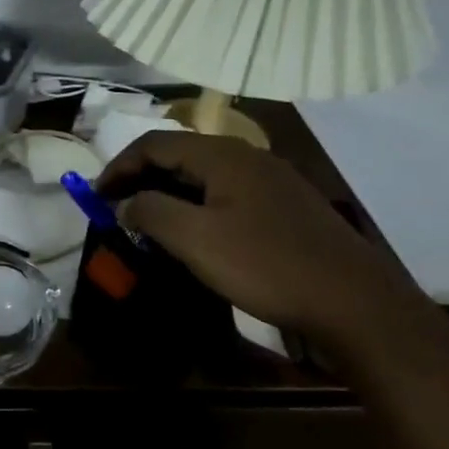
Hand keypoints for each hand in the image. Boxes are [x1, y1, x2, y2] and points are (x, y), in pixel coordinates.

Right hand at [96, 130, 426, 345]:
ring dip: (167, 194)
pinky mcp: (286, 209)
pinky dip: (195, 207)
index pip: (155, 144)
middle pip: (179, 156)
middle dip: (140, 179)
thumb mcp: (194, 239)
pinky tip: (193, 235)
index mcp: (224, 156)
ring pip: (204, 176)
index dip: (118, 166)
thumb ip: (150, 212)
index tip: (94, 196)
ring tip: (146, 223)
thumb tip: (126, 204)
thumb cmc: (266, 266)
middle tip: (115, 209)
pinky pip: (226, 195)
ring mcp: (272, 182)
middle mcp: (249, 158)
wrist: (355, 304)